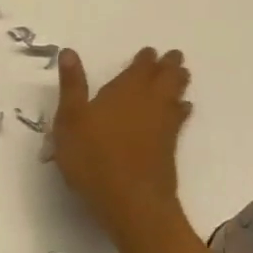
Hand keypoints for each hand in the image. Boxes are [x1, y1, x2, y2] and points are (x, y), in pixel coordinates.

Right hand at [52, 47, 192, 241]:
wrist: (131, 201)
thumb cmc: (93, 157)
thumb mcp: (70, 119)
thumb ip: (72, 85)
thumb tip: (70, 51)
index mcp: (123, 92)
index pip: (139, 69)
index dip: (145, 59)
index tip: (150, 51)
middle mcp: (147, 104)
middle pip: (163, 80)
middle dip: (169, 67)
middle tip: (175, 56)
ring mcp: (161, 127)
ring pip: (174, 97)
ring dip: (178, 84)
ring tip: (182, 76)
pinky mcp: (168, 148)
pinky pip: (178, 120)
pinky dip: (181, 111)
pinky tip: (182, 111)